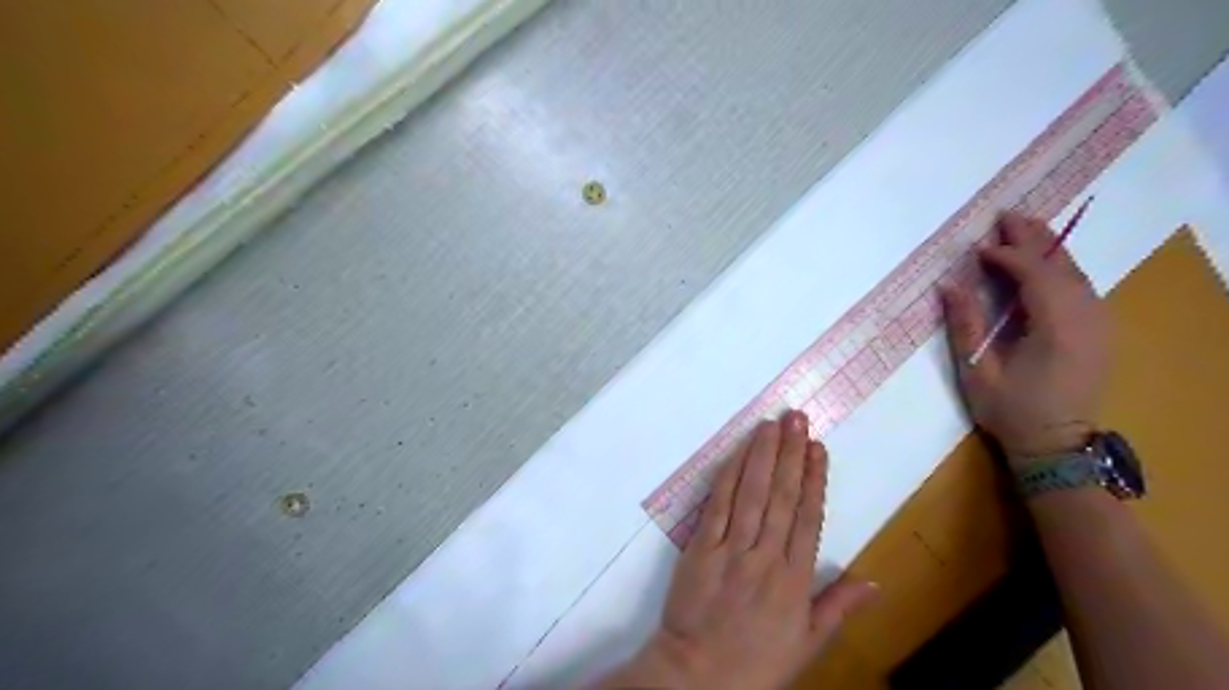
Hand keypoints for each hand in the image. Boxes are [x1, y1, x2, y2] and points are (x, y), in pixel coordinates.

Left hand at [603, 413, 873, 687]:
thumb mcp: (807, 643)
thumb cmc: (756, 661)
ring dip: (762, 455)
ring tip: (771, 424)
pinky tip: (738, 453)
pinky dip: (729, 476)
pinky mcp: (701, 546)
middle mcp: (766, 557)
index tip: (818, 448)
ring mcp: (731, 549)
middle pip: (781, 496)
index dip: (814, 479)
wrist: (698, 675)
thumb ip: (838, 606)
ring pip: (751, 493)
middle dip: (790, 453)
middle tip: (797, 418)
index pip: (808, 517)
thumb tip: (874, 580)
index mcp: (795, 580)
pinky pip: (718, 504)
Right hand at [944, 213, 1116, 465]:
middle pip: (1062, 265)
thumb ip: (965, 324)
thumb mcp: (978, 371)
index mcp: (1057, 328)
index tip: (977, 248)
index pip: (1035, 275)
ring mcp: (1099, 323)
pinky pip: (1080, 286)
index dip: (1007, 256)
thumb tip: (948, 285)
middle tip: (1005, 216)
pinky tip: (1042, 261)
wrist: (1056, 444)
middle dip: (1033, 237)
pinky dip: (1059, 267)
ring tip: (1021, 228)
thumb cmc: (1011, 411)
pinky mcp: (1098, 330)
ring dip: (1047, 248)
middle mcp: (1087, 318)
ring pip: (1075, 272)